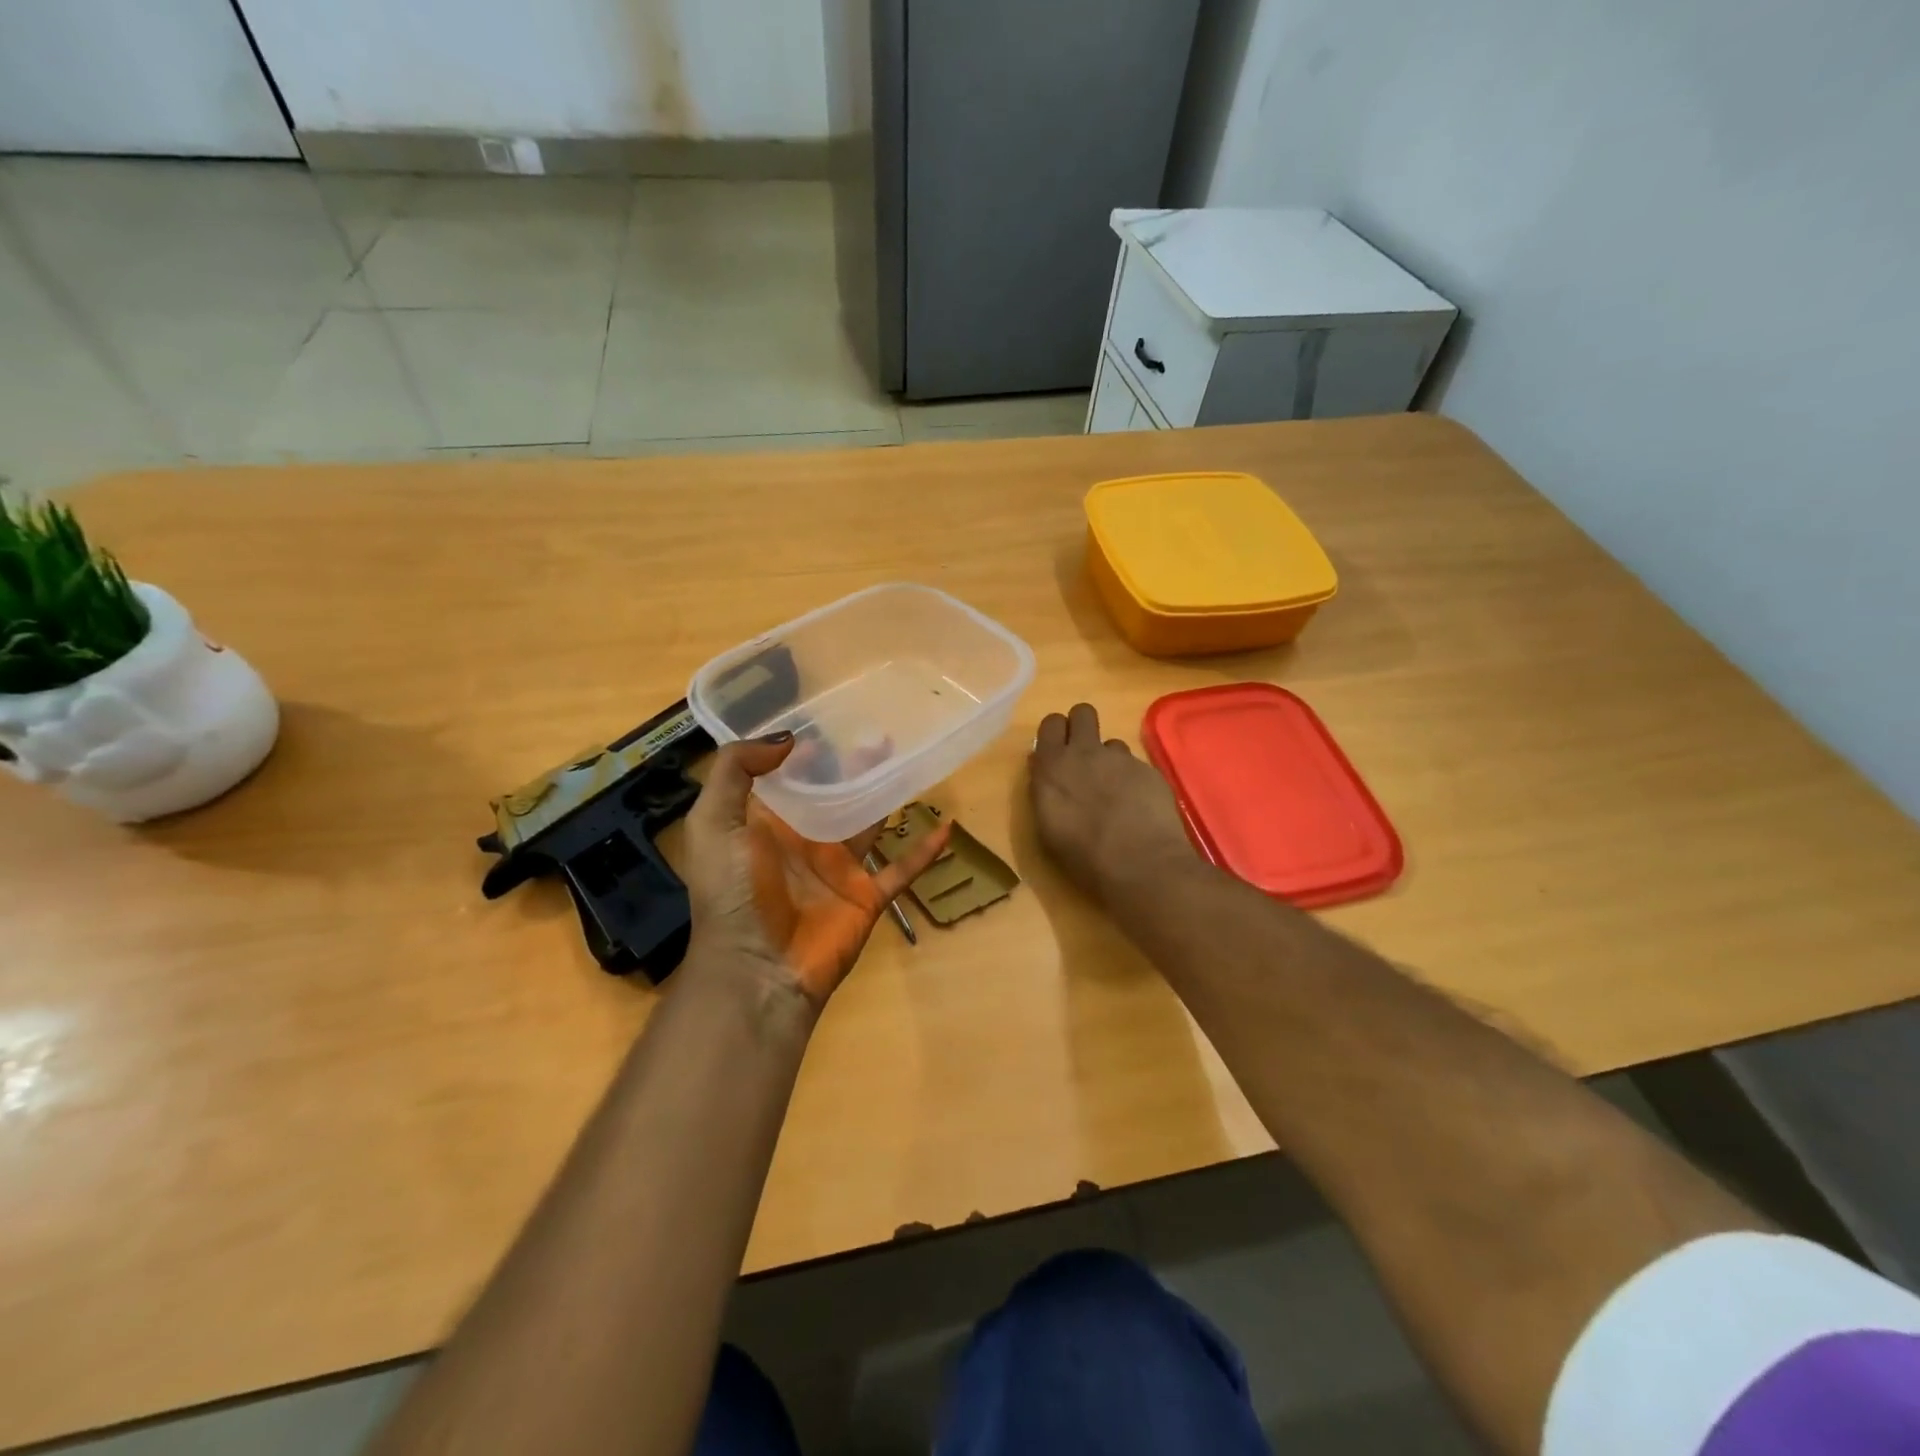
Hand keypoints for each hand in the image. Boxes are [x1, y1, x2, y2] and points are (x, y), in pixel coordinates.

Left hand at [681, 733, 950, 1006]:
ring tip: (908, 756)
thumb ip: (735, 771)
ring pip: (870, 821)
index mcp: (766, 822)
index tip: (826, 716)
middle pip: (835, 792)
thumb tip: (788, 739)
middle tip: (878, 729)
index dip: (803, 748)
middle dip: (853, 763)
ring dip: (887, 792)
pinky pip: (902, 869)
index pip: (787, 776)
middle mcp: (804, 839)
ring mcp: (838, 867)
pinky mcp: (866, 894)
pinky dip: (925, 851)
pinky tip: (946, 826)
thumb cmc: (731, 893)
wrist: (757, 971)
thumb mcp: (713, 823)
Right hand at [1030, 703, 1194, 900]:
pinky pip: (1135, 764)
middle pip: (1082, 712)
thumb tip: (1043, 769)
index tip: (1057, 751)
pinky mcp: (1148, 770)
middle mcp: (1085, 752)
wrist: (1140, 864)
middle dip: (1082, 726)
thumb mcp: (1047, 826)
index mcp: (1053, 765)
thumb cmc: (1083, 855)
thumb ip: (1044, 789)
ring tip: (1114, 791)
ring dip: (1109, 759)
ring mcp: (1120, 759)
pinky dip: (1133, 779)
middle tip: (1083, 756)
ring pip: (1111, 742)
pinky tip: (1138, 806)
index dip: (1056, 733)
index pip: (1050, 723)